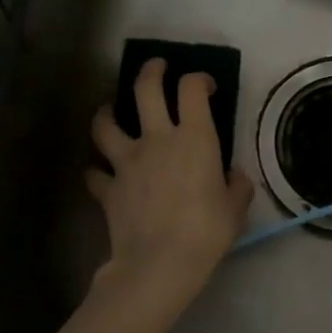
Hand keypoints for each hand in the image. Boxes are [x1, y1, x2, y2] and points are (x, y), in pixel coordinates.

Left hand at [86, 58, 253, 322]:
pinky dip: (96, 171)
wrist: (159, 265)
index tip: (205, 86)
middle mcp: (157, 138)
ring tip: (109, 110)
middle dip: (151, 70)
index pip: (192, 88)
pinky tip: (100, 174)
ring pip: (106, 123)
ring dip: (106, 112)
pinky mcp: (108, 188)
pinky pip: (94, 173)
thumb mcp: (236, 208)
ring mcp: (127, 161)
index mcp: (194, 137)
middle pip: (145, 88)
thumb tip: (232, 176)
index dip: (198, 79)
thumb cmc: (206, 232)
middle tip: (156, 67)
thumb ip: (236, 185)